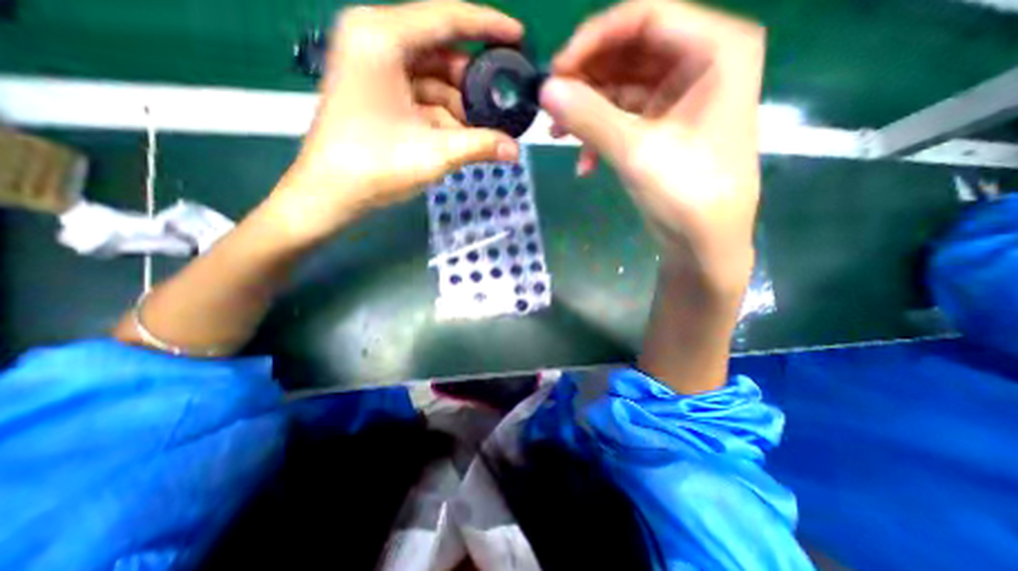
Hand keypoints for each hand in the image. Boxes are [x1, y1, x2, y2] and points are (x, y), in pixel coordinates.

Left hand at [265, 1, 518, 245]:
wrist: (331, 194)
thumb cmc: (375, 166)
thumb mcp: (435, 153)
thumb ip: (480, 146)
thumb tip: (516, 151)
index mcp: (381, 38)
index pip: (446, 17)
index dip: (488, 25)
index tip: (519, 36)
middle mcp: (375, 42)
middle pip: (441, 51)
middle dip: (474, 81)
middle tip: (505, 100)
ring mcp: (375, 69)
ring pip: (434, 78)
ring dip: (461, 105)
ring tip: (488, 127)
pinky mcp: (378, 93)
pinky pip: (422, 96)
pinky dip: (445, 115)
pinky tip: (465, 135)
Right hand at [539, 0, 762, 291]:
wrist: (703, 239)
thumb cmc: (686, 191)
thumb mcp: (635, 150)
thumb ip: (589, 116)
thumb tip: (544, 90)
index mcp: (714, 49)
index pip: (644, 17)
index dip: (593, 39)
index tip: (556, 70)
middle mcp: (699, 62)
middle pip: (628, 52)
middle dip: (586, 80)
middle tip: (551, 105)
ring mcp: (679, 96)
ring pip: (620, 87)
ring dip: (587, 111)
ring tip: (557, 133)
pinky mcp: (662, 125)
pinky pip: (622, 116)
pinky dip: (599, 135)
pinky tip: (583, 163)